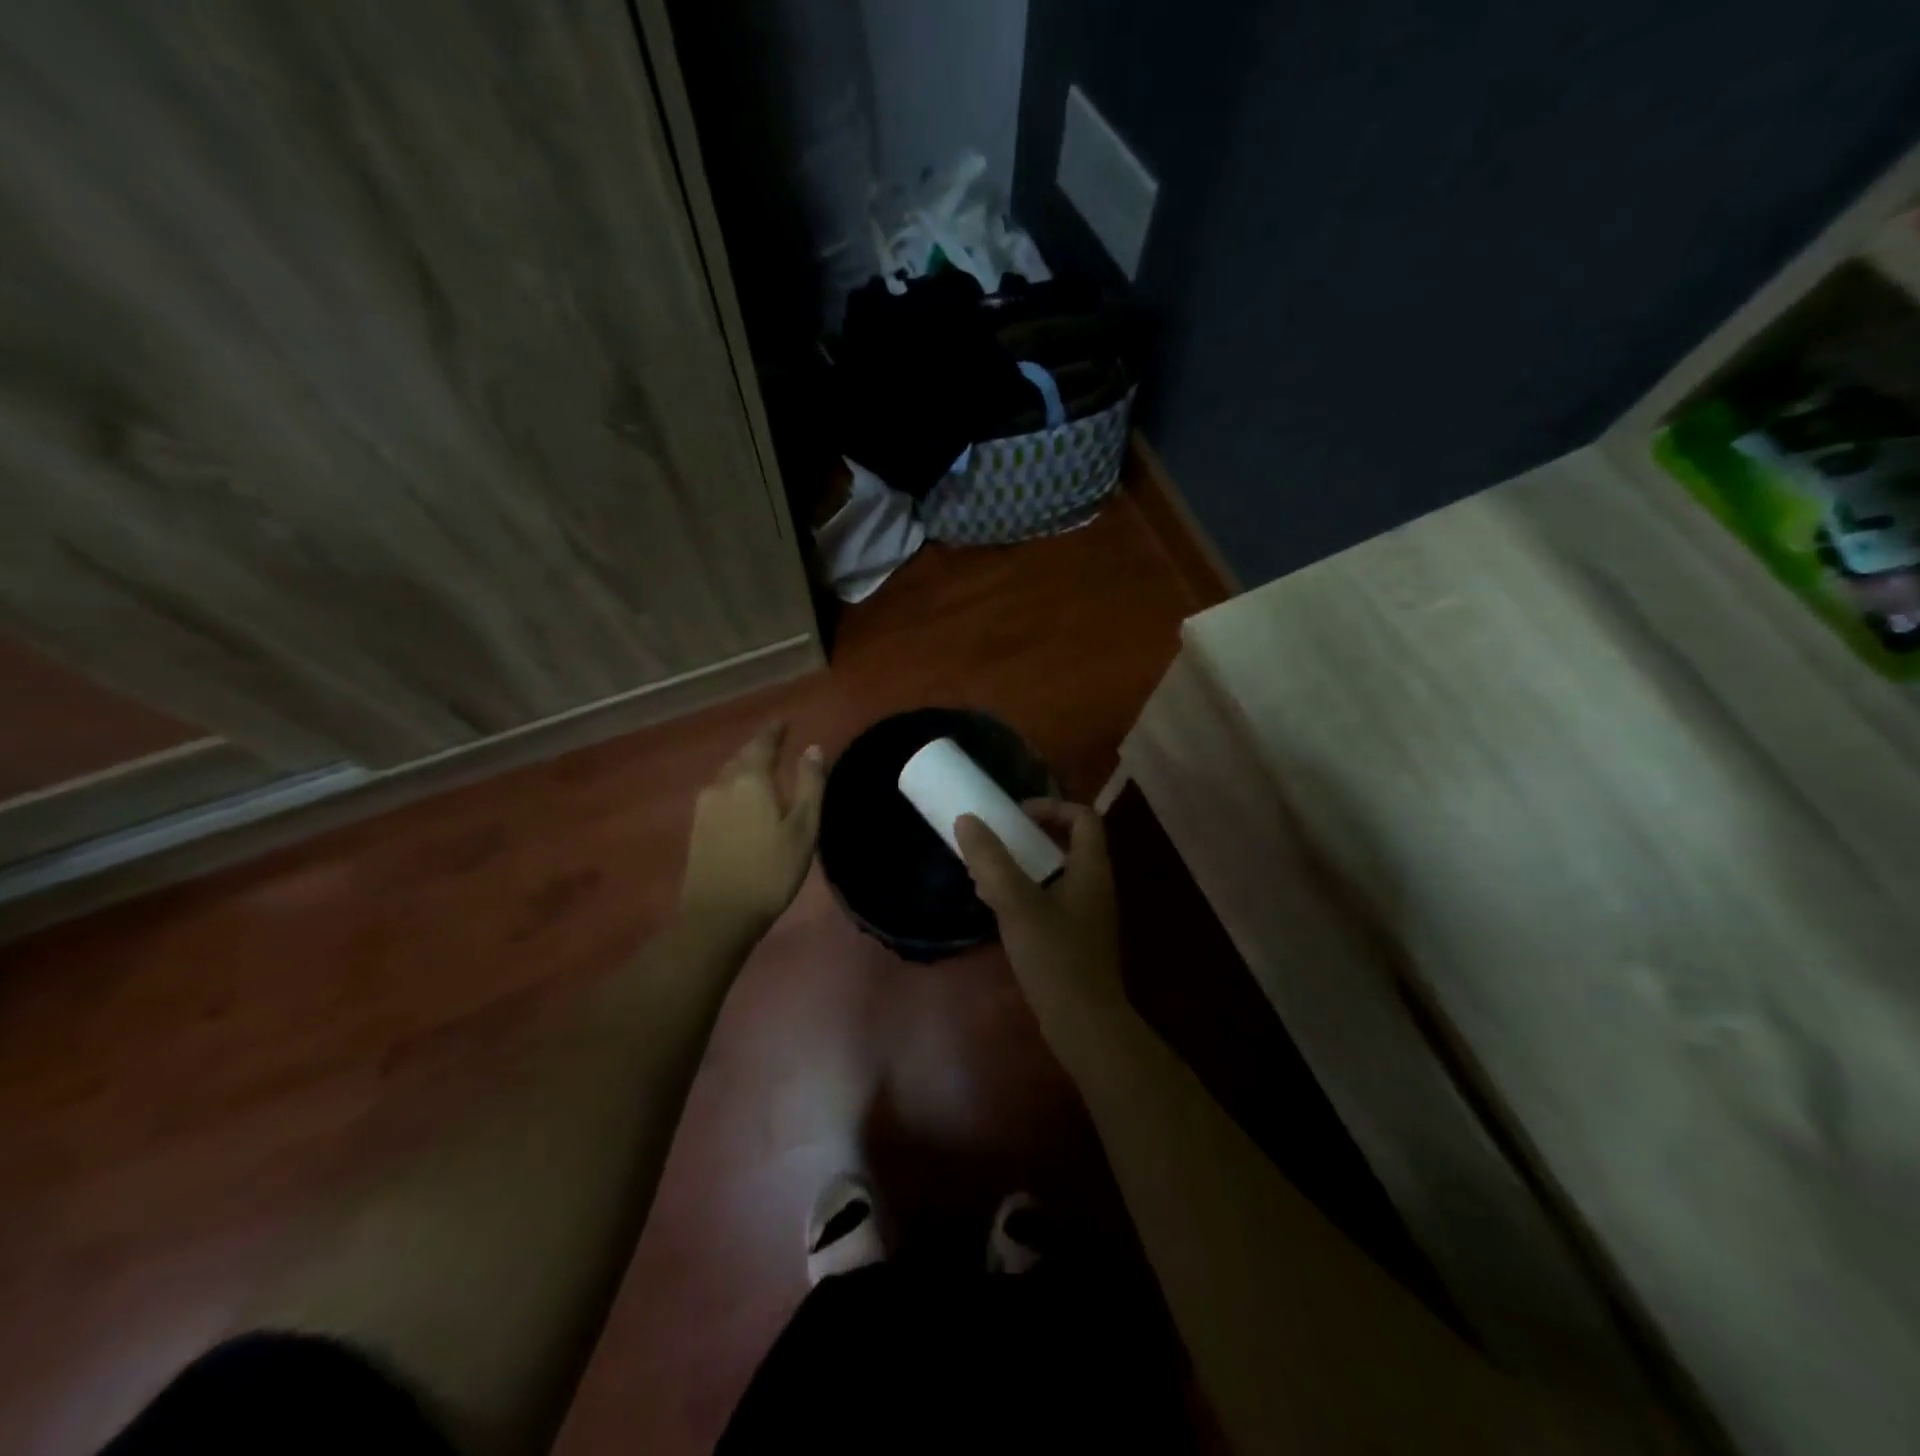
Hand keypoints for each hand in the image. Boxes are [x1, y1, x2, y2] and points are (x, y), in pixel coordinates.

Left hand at [681, 723, 824, 940]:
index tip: (784, 722)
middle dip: (759, 749)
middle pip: (742, 757)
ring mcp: (704, 807)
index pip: (763, 744)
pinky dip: (735, 788)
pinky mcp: (697, 827)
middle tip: (777, 744)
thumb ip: (810, 785)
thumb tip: (813, 748)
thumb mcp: (803, 828)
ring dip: (745, 768)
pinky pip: (719, 794)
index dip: (774, 732)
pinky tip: (743, 800)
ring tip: (763, 770)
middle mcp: (722, 785)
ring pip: (728, 776)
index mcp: (750, 780)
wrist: (719, 915)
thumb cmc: (770, 870)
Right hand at [955, 801, 1125, 1033]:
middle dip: (1030, 835)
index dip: (1052, 806)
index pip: (1083, 817)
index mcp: (1091, 869)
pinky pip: (1051, 899)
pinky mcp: (1075, 937)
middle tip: (996, 840)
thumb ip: (991, 861)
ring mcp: (1087, 913)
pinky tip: (996, 907)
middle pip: (1068, 842)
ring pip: (1056, 873)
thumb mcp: (1017, 904)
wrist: (1084, 1024)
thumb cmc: (1055, 957)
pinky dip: (1026, 892)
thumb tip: (967, 821)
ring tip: (986, 872)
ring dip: (1023, 865)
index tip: (1016, 816)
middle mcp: (1095, 885)